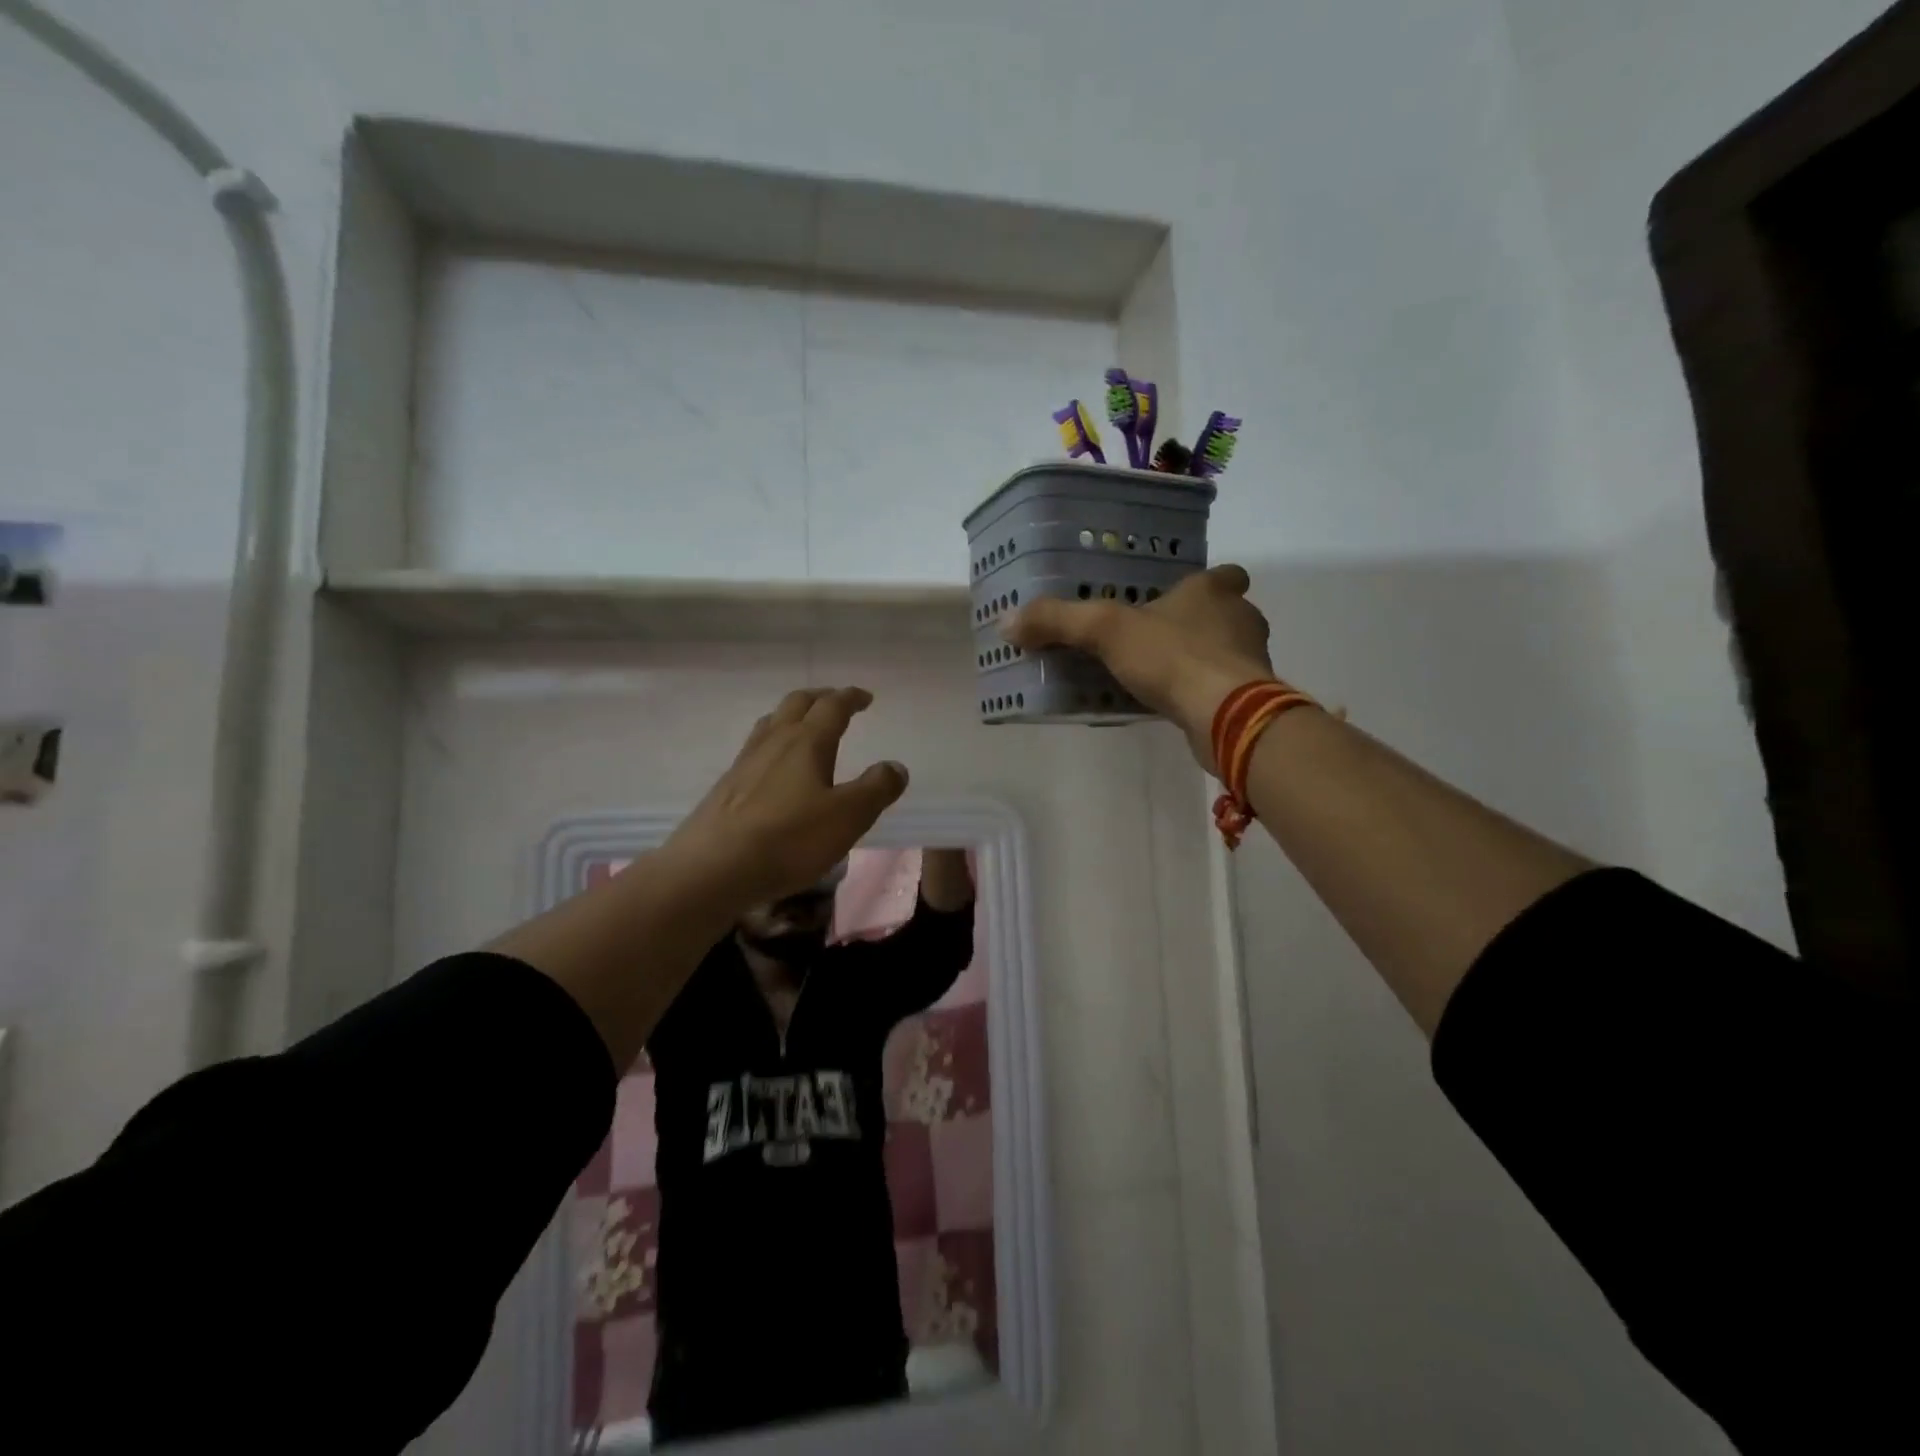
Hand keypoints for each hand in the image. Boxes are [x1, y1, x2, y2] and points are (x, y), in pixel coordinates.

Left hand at [663, 687, 907, 909]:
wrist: (713, 868)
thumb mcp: (848, 817)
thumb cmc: (789, 839)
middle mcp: (774, 741)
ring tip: (804, 726)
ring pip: (770, 722)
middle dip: (820, 698)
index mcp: (807, 741)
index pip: (832, 706)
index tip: (865, 697)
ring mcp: (745, 762)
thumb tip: (895, 767)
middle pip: (796, 703)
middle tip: (836, 702)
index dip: (851, 698)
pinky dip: (773, 742)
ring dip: (792, 715)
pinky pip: (755, 749)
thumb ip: (876, 789)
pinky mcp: (727, 786)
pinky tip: (774, 767)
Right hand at [1002, 563, 1275, 770]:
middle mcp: (1240, 620)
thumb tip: (1008, 622)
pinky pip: (1221, 688)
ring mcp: (1250, 661)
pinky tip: (1171, 705)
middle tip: (1157, 637)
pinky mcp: (1250, 699)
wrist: (1227, 715)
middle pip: (1226, 614)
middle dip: (1197, 624)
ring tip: (1158, 675)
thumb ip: (1058, 621)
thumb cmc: (1173, 657)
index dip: (1204, 584)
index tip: (1179, 597)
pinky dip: (1201, 693)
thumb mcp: (1104, 631)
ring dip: (1200, 659)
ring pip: (1226, 652)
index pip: (1223, 576)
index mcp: (1214, 591)